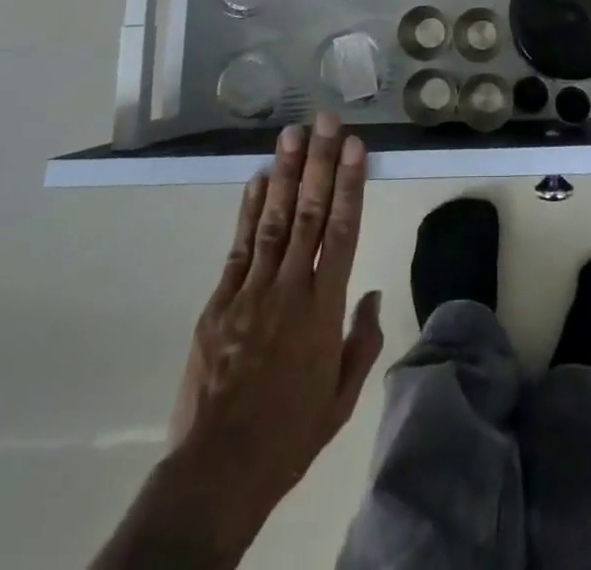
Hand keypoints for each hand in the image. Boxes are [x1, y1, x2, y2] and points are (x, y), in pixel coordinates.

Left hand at [95, 115, 382, 569]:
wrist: (218, 470)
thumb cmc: (289, 434)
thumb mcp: (341, 398)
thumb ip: (361, 341)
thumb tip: (372, 294)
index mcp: (323, 309)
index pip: (342, 231)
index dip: (349, 184)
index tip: (355, 146)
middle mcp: (289, 288)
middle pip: (308, 213)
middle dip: (319, 163)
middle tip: (326, 121)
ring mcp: (250, 291)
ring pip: (273, 220)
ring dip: (284, 174)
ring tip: (292, 134)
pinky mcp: (219, 302)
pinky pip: (239, 247)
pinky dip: (249, 211)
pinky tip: (257, 181)